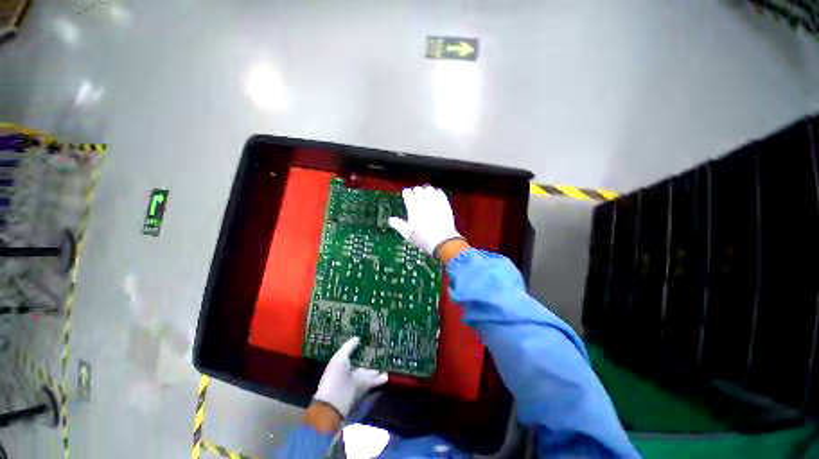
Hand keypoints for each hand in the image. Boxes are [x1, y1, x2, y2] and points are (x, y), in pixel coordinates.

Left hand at [313, 337, 387, 417]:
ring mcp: (357, 381)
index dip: (360, 348)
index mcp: (342, 364)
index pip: (353, 354)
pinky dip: (380, 380)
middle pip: (362, 363)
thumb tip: (358, 337)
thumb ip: (348, 347)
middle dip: (370, 358)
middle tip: (381, 349)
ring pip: (369, 372)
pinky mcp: (364, 389)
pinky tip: (387, 375)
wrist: (334, 403)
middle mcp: (350, 372)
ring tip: (387, 360)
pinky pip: (373, 382)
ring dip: (377, 368)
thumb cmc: (334, 377)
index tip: (369, 340)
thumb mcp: (339, 358)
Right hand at [388, 185, 462, 256]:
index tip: (406, 194)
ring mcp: (435, 202)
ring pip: (429, 189)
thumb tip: (391, 220)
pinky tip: (436, 195)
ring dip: (426, 190)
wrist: (442, 241)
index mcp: (413, 208)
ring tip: (425, 193)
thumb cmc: (423, 239)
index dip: (406, 193)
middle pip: (418, 190)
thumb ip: (398, 225)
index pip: (408, 194)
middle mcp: (424, 202)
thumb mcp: (408, 234)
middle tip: (414, 193)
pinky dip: (437, 192)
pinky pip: (440, 193)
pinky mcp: (445, 204)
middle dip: (415, 191)